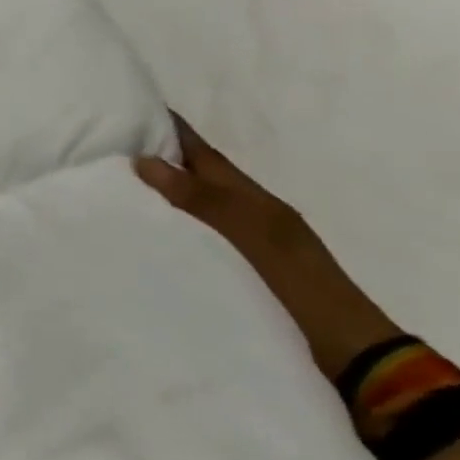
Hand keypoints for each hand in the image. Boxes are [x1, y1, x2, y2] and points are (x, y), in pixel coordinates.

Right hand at [135, 114, 400, 379]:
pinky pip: (195, 233)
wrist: (351, 353)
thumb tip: (142, 159)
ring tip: (115, 182)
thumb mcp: (254, 236)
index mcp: (254, 199)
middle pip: (199, 175)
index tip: (134, 106)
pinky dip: (170, 222)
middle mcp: (249, 213)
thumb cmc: (301, 286)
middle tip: (109, 142)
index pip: (203, 154)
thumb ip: (203, 199)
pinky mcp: (238, 269)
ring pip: (194, 203)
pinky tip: (146, 229)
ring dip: (161, 189)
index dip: (173, 130)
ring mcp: (246, 242)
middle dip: (160, 155)